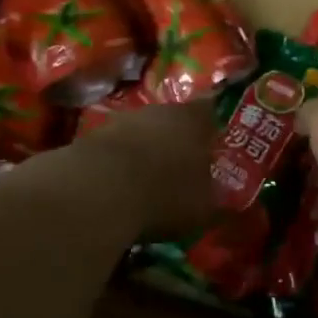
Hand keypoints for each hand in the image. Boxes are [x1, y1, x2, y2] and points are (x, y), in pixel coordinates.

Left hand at [83, 99, 218, 237]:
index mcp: (193, 119)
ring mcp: (122, 120)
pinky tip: (120, 187)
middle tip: (183, 165)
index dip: (212, 127)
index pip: (210, 111)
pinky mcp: (92, 137)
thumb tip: (226, 201)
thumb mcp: (203, 207)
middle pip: (173, 120)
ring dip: (146, 151)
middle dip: (177, 140)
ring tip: (149, 180)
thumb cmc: (165, 193)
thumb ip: (216, 199)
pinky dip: (119, 165)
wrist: (97, 191)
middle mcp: (159, 110)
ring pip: (141, 132)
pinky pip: (115, 149)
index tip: (215, 143)